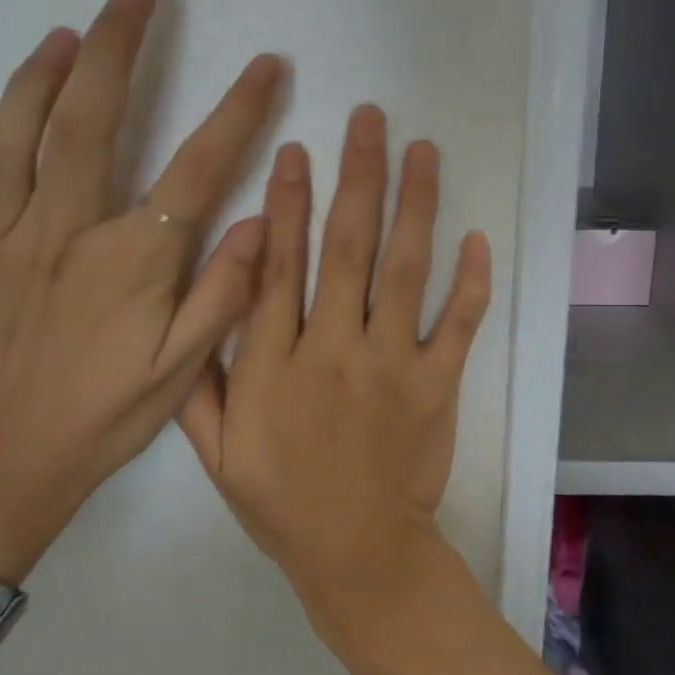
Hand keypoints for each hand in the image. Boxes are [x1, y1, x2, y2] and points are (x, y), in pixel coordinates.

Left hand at [0, 0, 282, 583]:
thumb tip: (259, 222)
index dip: (236, 111)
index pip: (195, 166)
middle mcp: (62, 230)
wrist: (11, 461)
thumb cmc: (107, 415)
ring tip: (64, 33)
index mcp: (129, 260)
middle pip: (88, 117)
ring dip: (38, 72)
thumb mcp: (184, 370)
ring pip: (12, 132)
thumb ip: (224, 294)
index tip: (266, 64)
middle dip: (116, 45)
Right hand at [178, 105, 491, 647]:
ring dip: (414, 204)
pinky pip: (459, 325)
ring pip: (404, 270)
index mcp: (274, 365)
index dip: (284, 205)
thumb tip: (198, 311)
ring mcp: (393, 365)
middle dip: (356, 177)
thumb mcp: (216, 455)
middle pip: (346, 248)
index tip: (295, 152)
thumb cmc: (283, 505)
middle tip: (369, 119)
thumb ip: (201, 384)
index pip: (277, 268)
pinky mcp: (438, 387)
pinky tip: (475, 236)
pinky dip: (471, 282)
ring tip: (422, 150)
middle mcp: (334, 350)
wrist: (358, 555)